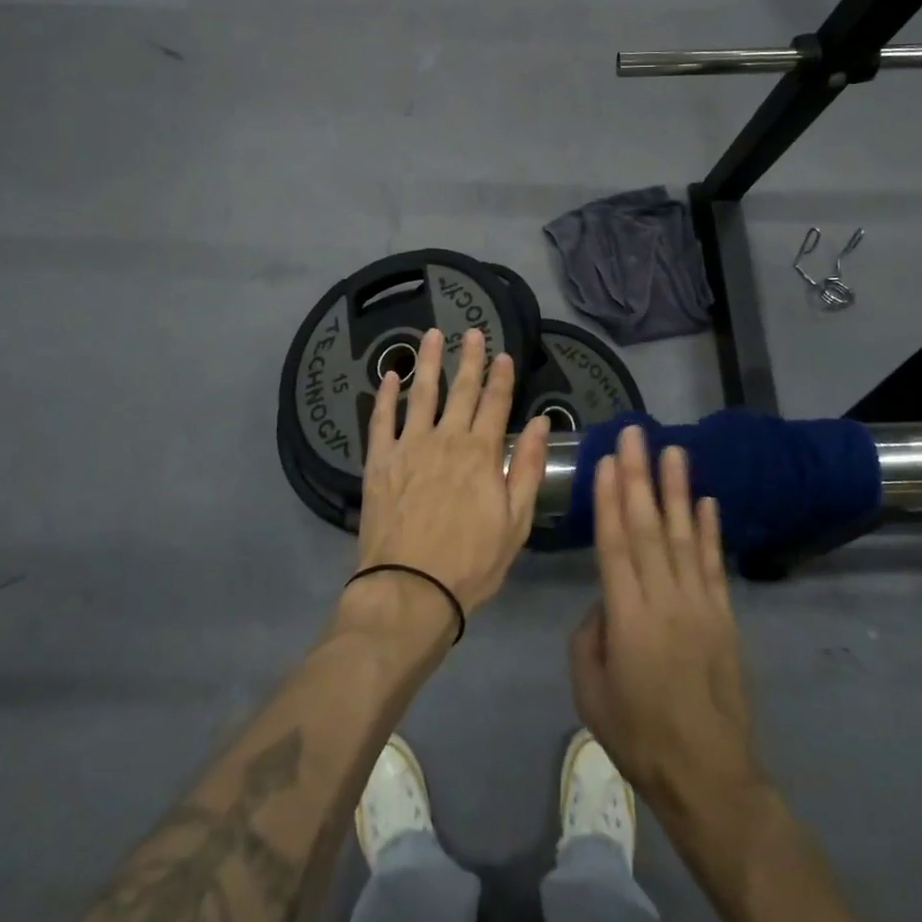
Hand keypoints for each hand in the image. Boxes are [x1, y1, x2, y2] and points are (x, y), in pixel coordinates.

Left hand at [354, 327, 549, 614]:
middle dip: (470, 359)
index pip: (496, 403)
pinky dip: (385, 395)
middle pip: (462, 390)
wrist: (411, 589)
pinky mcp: (379, 460)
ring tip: (431, 335)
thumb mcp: (515, 522)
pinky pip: (381, 419)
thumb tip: (541, 423)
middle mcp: (447, 439)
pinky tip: (388, 375)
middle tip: (472, 332)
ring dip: (427, 362)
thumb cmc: (471, 562)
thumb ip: (527, 468)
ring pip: (421, 393)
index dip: (502, 377)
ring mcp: (409, 446)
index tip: (505, 354)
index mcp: (482, 453)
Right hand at [570, 426, 761, 814]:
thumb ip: (589, 635)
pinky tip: (705, 501)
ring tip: (673, 450)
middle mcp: (664, 599)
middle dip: (640, 476)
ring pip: (682, 535)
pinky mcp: (724, 615)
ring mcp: (698, 604)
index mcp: (627, 617)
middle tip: (636, 434)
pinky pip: (713, 564)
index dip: (611, 498)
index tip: (608, 460)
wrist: (707, 774)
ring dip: (677, 490)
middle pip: (648, 527)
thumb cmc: (638, 734)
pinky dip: (708, 530)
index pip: (615, 543)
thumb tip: (605, 600)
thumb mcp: (590, 690)